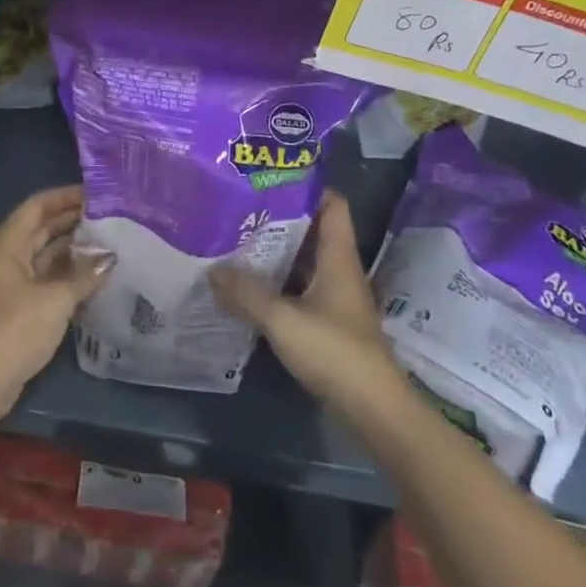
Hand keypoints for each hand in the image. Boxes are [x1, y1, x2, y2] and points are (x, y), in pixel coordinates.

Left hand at [0, 186, 111, 420]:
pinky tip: (96, 274)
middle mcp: (8, 254)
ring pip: (47, 252)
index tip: (98, 193)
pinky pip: (48, 275)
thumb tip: (110, 258)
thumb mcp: (56, 298)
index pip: (39, 206)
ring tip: (110, 241)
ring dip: (74, 247)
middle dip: (74, 220)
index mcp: (8, 242)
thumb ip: (85, 276)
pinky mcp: (20, 303)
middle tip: (111, 216)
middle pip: (43, 227)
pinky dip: (69, 272)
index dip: (66, 196)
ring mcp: (13, 279)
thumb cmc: (16, 328)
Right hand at [209, 192, 405, 417]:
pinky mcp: (326, 322)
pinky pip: (297, 288)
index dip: (306, 186)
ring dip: (274, 251)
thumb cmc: (335, 352)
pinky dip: (275, 282)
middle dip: (278, 217)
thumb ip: (246, 294)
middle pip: (311, 230)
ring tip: (234, 239)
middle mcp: (338, 270)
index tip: (269, 177)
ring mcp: (333, 297)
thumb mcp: (284, 320)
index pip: (332, 204)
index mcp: (338, 257)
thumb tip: (212, 270)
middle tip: (238, 206)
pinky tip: (246, 285)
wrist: (373, 409)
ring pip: (302, 261)